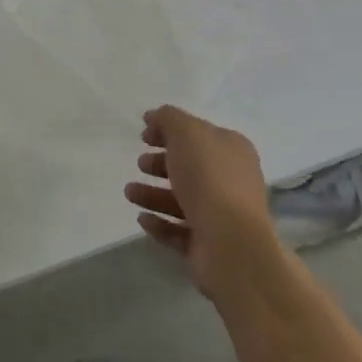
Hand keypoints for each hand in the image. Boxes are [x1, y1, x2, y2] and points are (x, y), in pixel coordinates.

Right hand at [125, 104, 276, 295]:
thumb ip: (168, 118)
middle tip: (140, 164)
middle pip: (190, 167)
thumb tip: (153, 116)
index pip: (198, 134)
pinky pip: (179, 230)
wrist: (230, 243)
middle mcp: (231, 181)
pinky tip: (142, 219)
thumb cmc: (208, 178)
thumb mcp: (186, 132)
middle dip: (161, 164)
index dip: (170, 131)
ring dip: (153, 194)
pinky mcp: (208, 245)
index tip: (144, 135)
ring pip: (181, 200)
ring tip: (129, 193)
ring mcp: (221, 216)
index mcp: (232, 150)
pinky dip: (160, 223)